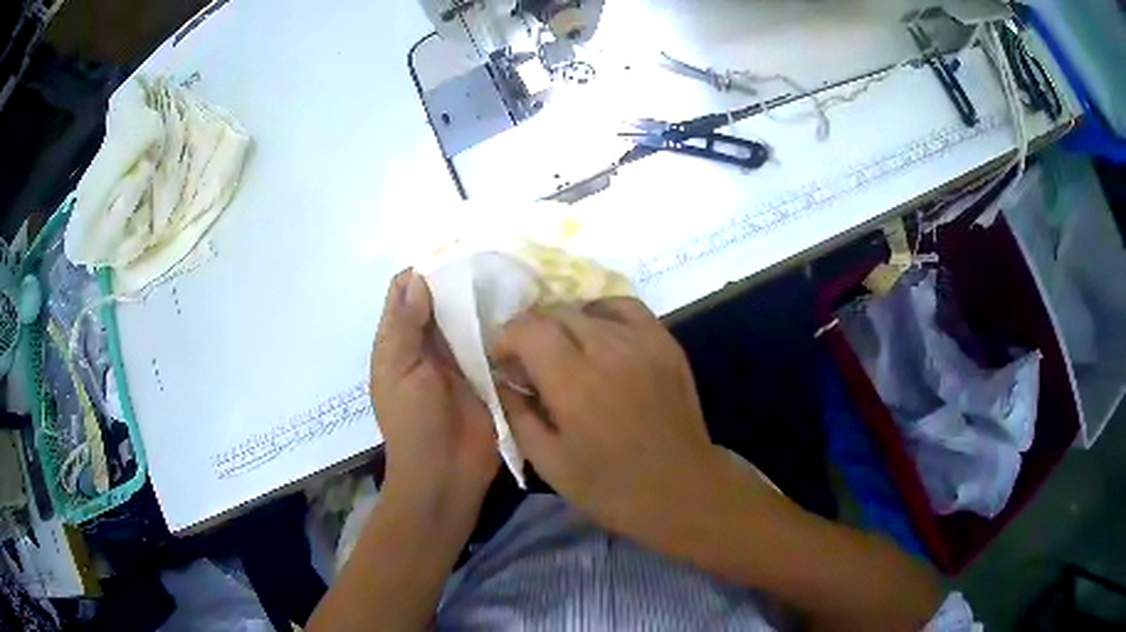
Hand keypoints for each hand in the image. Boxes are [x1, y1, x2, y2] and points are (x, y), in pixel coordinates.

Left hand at [370, 269, 498, 510]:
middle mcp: (431, 343)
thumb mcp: (398, 370)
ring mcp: (463, 358)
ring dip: (485, 298)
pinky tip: (526, 304)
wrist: (445, 473)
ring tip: (512, 268)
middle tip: (492, 251)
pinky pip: (497, 341)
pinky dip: (506, 324)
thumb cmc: (413, 423)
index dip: (423, 269)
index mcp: (402, 341)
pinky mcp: (491, 373)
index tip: (452, 247)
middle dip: (460, 278)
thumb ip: (405, 326)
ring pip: (472, 317)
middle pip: (442, 300)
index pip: (406, 293)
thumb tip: (416, 277)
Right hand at [492, 298, 719, 538]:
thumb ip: (516, 413)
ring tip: (562, 351)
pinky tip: (597, 335)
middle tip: (529, 361)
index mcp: (574, 383)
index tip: (502, 361)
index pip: (528, 329)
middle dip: (532, 331)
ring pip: (588, 308)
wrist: (682, 490)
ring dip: (564, 324)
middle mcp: (608, 350)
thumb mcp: (548, 462)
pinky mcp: (666, 343)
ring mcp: (643, 342)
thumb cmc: (610, 487)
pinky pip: (627, 307)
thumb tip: (501, 379)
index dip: (506, 337)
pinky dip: (603, 313)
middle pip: (556, 312)